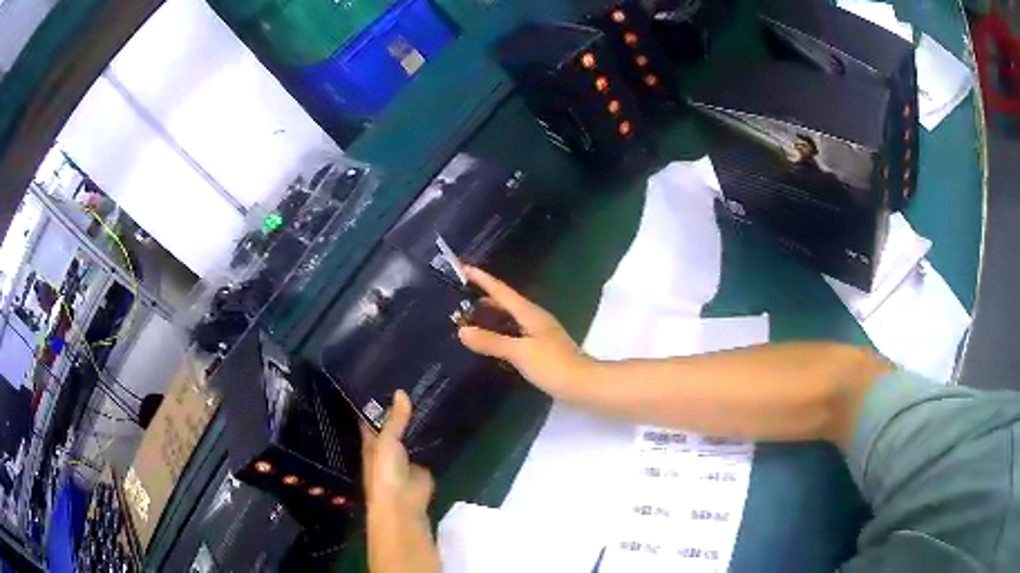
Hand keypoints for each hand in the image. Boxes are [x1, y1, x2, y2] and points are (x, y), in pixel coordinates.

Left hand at [360, 390, 433, 516]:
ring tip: (431, 396)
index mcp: (372, 441)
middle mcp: (388, 447)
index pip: (372, 418)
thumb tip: (401, 391)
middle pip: (394, 426)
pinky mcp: (423, 465)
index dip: (377, 403)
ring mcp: (406, 457)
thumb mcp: (387, 440)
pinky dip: (433, 438)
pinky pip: (428, 448)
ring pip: (412, 436)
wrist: (403, 502)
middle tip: (415, 383)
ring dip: (418, 423)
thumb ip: (395, 419)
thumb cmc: (384, 470)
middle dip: (401, 411)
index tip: (386, 382)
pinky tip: (442, 420)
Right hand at [457, 266, 594, 400]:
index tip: (463, 267)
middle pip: (506, 301)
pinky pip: (514, 331)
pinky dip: (499, 330)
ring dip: (491, 313)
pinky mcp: (541, 347)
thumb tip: (462, 330)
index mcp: (530, 313)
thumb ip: (491, 341)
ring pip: (510, 316)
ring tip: (469, 314)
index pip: (501, 291)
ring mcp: (539, 333)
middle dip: (483, 295)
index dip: (482, 279)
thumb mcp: (520, 352)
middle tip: (459, 294)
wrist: (583, 385)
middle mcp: (534, 318)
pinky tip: (491, 339)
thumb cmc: (553, 365)